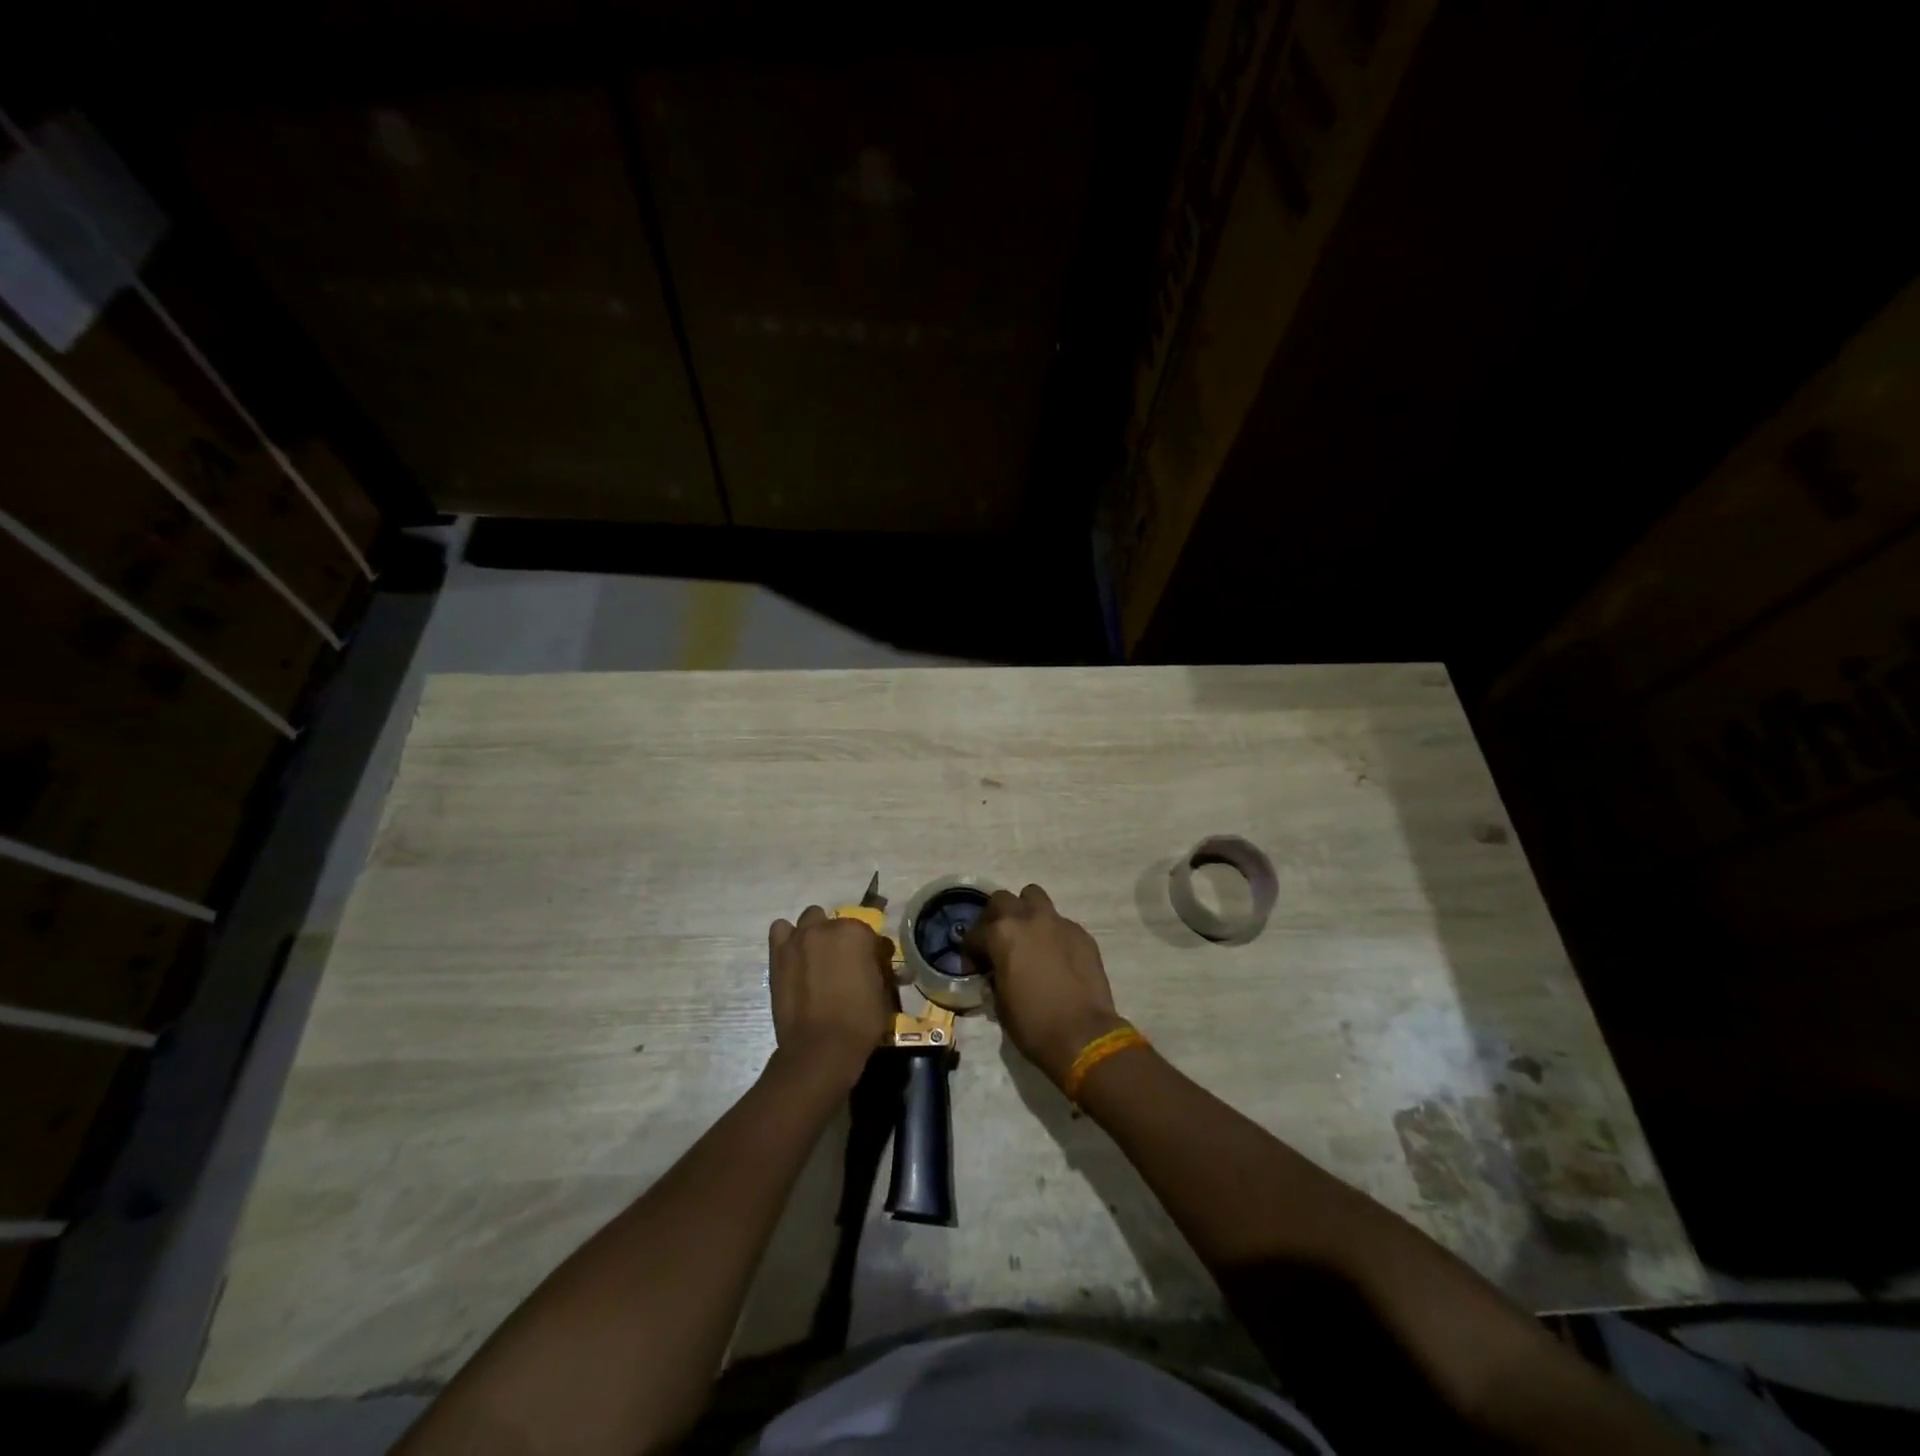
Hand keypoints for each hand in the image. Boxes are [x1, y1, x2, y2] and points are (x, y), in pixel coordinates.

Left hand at [768, 906, 895, 1085]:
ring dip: (815, 933)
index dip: (870, 951)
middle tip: (843, 964)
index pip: (868, 932)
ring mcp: (798, 939)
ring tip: (817, 957)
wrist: (820, 1048)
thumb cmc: (860, 1021)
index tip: (870, 968)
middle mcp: (826, 927)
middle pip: (836, 923)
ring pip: (809, 919)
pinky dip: (788, 938)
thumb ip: (878, 967)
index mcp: (856, 932)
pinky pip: (780, 930)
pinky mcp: (777, 954)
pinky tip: (795, 957)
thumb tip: (878, 961)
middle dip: (841, 939)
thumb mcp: (883, 991)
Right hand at [966, 884, 1125, 1086]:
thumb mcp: (999, 1003)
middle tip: (996, 941)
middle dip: (994, 917)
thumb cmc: (1033, 1024)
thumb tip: (995, 972)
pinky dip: (1051, 932)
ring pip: (1034, 897)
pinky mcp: (1081, 933)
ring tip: (1026, 935)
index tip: (973, 966)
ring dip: (1025, 911)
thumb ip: (994, 976)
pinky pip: (1059, 922)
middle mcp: (1028, 919)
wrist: (1083, 1035)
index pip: (975, 933)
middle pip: (1002, 900)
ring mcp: (1058, 922)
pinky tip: (1054, 954)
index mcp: (1001, 934)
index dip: (970, 951)